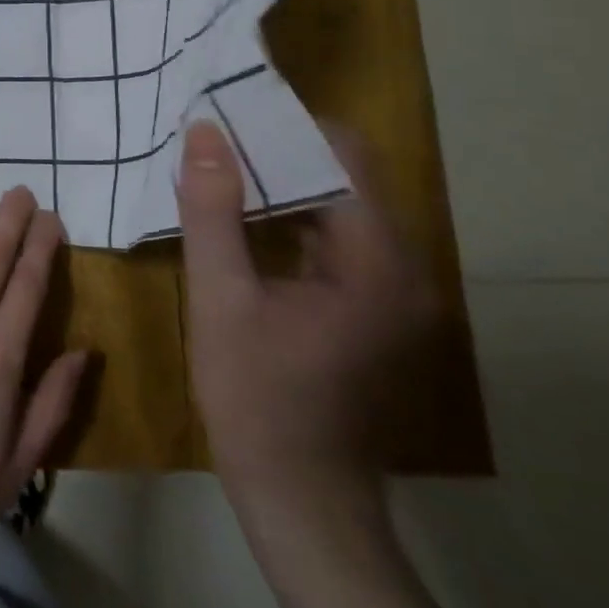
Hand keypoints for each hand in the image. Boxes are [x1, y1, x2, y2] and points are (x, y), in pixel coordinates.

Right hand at [177, 120, 437, 510]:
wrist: (300, 497)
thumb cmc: (257, 396)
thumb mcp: (220, 297)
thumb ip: (213, 211)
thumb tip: (205, 132)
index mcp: (377, 263)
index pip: (347, 157)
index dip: (289, 126)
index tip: (231, 110)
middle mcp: (403, 269)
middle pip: (346, 178)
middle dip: (279, 150)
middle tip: (214, 133)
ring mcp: (393, 292)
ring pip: (339, 207)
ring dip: (282, 182)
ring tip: (219, 162)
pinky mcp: (374, 309)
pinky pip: (334, 239)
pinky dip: (291, 217)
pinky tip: (242, 214)